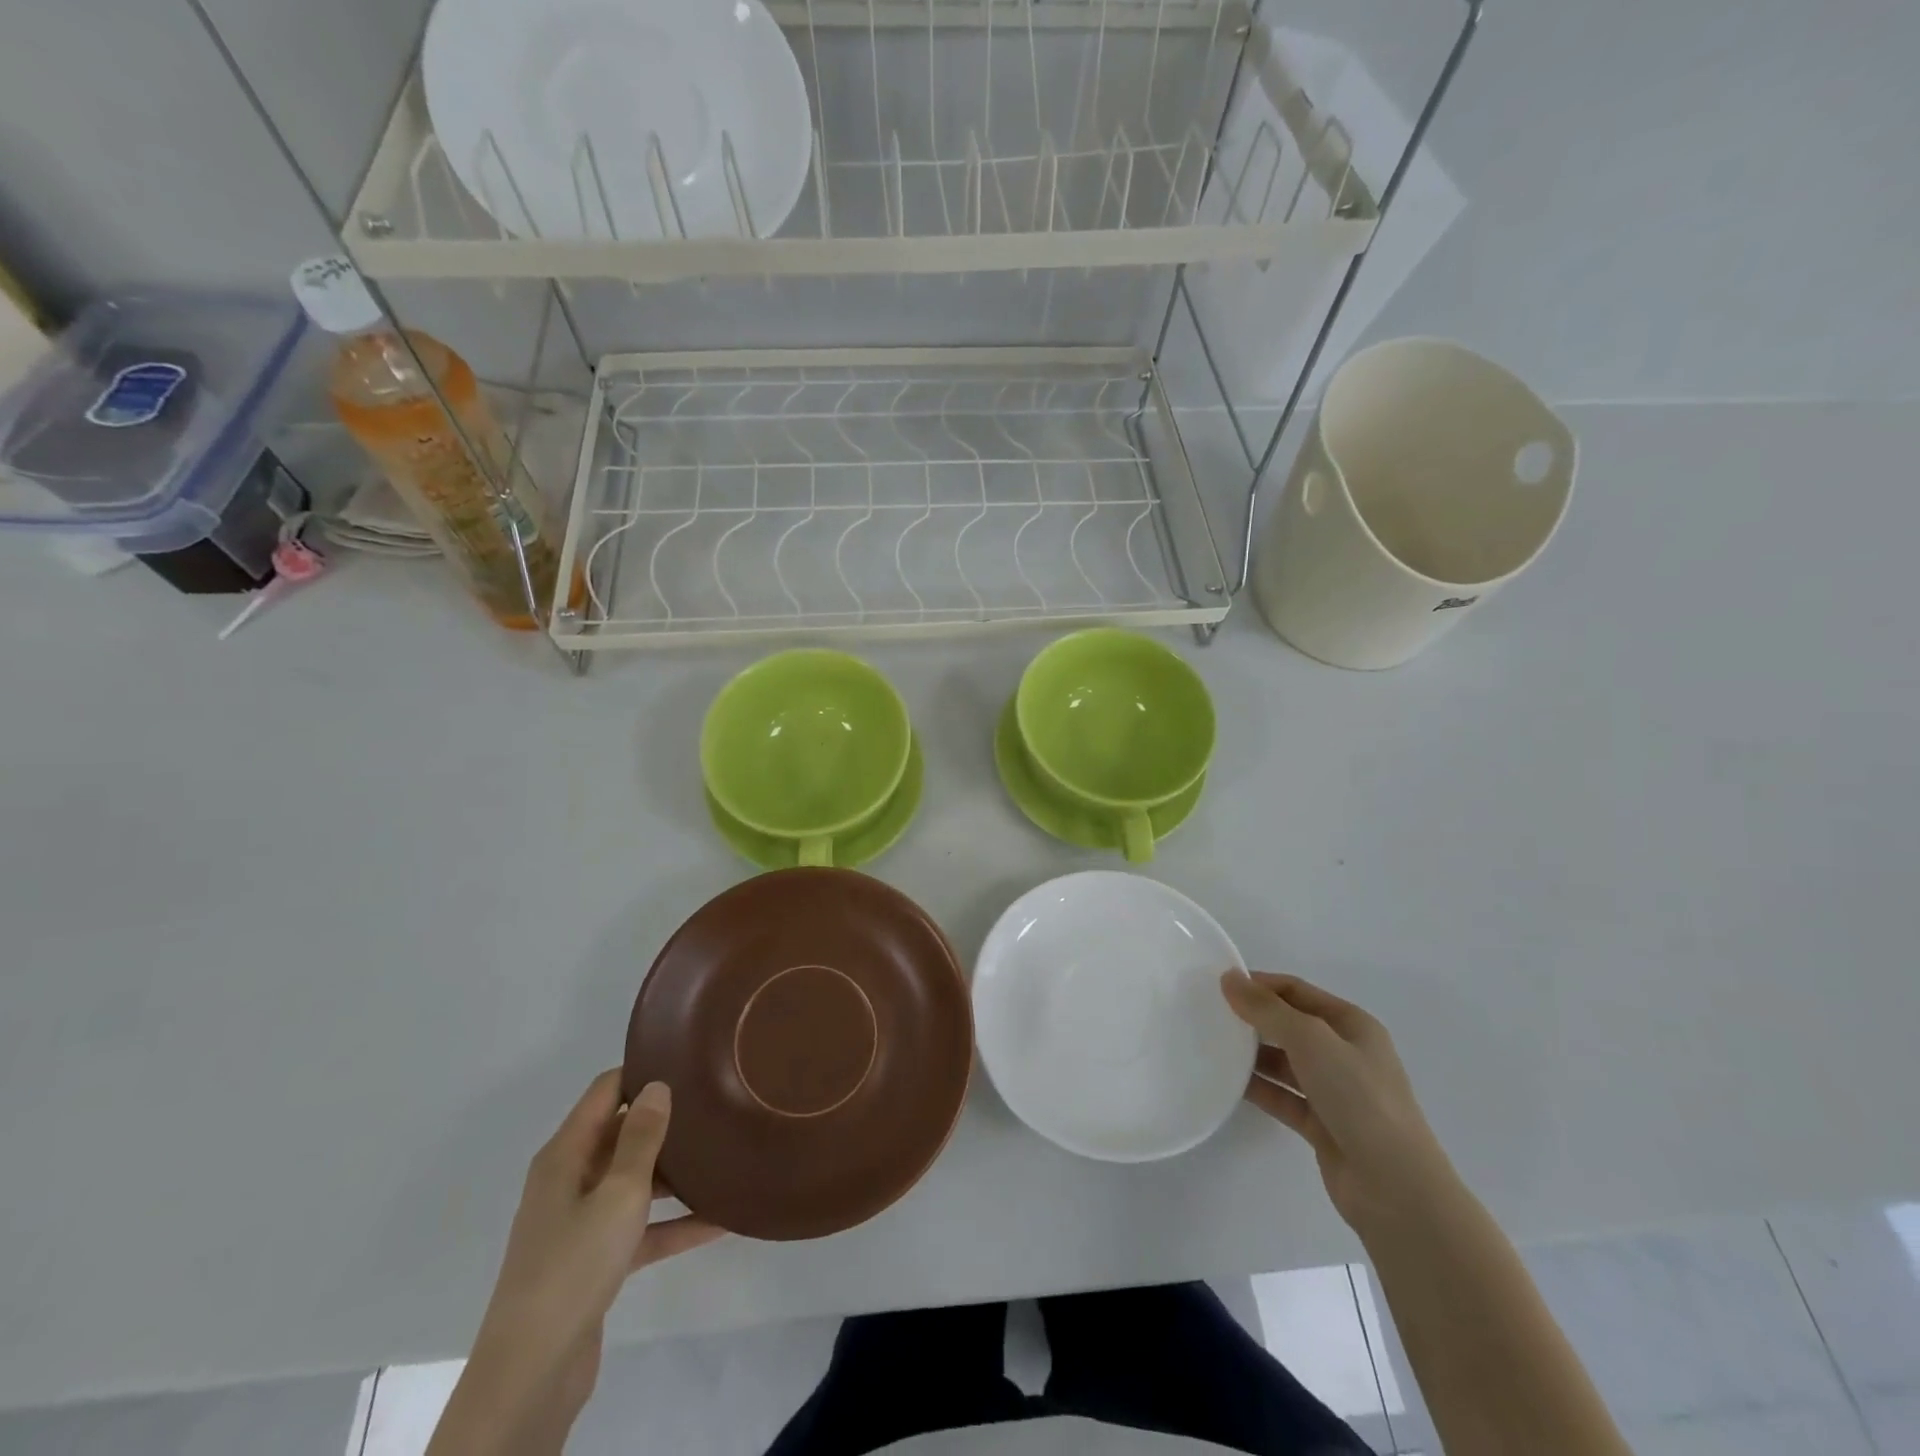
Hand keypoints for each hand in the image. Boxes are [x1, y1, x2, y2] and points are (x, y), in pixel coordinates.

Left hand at [428, 1072, 723, 1455]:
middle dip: (666, 1122)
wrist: (533, 1372)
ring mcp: (580, 1222)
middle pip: (621, 1135)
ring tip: (725, 1156)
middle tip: (716, 1105)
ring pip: (635, 1182)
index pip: (605, 1092)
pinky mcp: (594, 1261)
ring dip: (675, 1174)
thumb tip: (657, 1085)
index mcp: (565, 1155)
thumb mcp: (619, 1192)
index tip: (688, 1063)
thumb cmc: (574, 1264)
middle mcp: (569, 1180)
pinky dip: (673, 1223)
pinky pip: (641, 1228)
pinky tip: (721, 1221)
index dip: (642, 1072)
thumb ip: (641, 1137)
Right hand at [1221, 970, 1456, 1234]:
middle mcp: (1345, 1053)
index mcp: (1352, 1025)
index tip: (1219, 985)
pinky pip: (1283, 1097)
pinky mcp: (1322, 1125)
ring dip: (1253, 1054)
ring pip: (1285, 1062)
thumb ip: (1267, 1009)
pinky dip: (1259, 1088)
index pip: (1297, 991)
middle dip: (1253, 1018)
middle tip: (1209, 1014)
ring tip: (1211, 1047)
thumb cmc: (1359, 1098)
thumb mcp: (1311, 1041)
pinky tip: (1227, 1083)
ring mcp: (1335, 1092)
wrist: (1395, 1188)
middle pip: (1290, 1024)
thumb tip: (1229, 978)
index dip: (1260, 984)